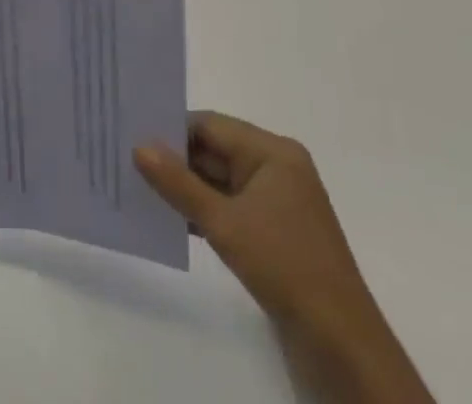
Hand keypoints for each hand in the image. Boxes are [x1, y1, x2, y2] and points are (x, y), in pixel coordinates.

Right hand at [134, 112, 431, 403]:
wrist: (342, 346)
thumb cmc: (285, 267)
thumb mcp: (224, 223)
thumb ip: (179, 184)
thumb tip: (139, 146)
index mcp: (273, 152)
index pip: (211, 125)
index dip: (172, 129)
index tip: (132, 134)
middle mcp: (278, 168)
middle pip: (216, 150)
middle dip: (176, 158)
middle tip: (129, 160)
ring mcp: (278, 203)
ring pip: (221, 181)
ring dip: (188, 187)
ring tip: (141, 187)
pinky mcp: (276, 234)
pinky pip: (232, 207)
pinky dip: (205, 210)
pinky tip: (173, 220)